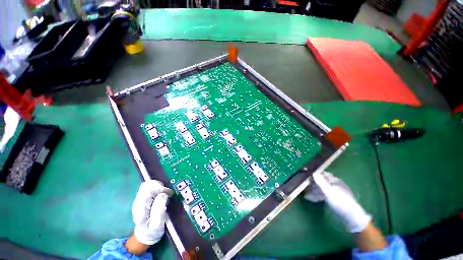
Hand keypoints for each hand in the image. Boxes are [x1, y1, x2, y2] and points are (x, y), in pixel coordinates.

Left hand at [132, 180, 172, 244]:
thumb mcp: (157, 224)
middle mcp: (138, 201)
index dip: (161, 189)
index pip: (148, 190)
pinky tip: (163, 194)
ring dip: (159, 186)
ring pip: (149, 184)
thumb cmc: (152, 231)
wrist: (145, 236)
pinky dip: (158, 188)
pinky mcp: (144, 198)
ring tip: (166, 193)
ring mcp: (140, 199)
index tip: (170, 194)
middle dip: (160, 186)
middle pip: (147, 185)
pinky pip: (150, 188)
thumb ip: (159, 209)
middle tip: (168, 193)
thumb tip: (164, 194)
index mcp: (141, 208)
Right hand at [305, 171, 371, 232]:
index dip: (314, 174)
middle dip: (311, 184)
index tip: (305, 175)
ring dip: (312, 191)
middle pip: (320, 182)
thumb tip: (313, 172)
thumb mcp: (329, 192)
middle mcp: (333, 185)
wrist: (351, 217)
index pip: (322, 174)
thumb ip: (321, 182)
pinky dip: (316, 196)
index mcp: (334, 181)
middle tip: (302, 185)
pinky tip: (309, 198)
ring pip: (320, 189)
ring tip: (304, 193)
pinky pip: (322, 196)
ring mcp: (333, 193)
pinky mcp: (333, 200)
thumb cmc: (340, 202)